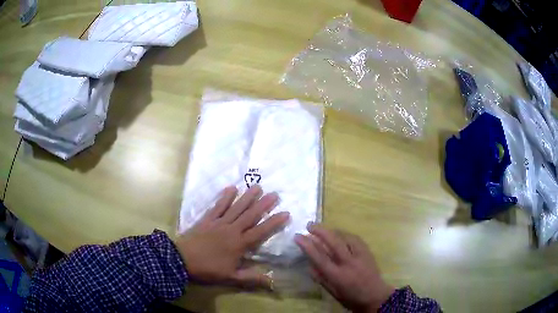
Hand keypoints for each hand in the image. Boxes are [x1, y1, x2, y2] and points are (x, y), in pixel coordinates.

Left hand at [176, 185, 289, 288]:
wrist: (182, 260)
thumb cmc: (207, 269)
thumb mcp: (231, 277)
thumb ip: (252, 278)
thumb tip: (273, 281)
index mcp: (239, 244)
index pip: (260, 231)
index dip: (274, 222)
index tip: (286, 213)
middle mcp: (231, 230)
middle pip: (250, 215)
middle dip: (263, 204)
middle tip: (275, 193)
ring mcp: (218, 222)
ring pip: (236, 208)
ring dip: (247, 197)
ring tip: (257, 186)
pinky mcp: (207, 219)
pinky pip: (218, 206)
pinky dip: (225, 197)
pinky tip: (231, 188)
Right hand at [295, 224, 393, 312]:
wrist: (375, 296)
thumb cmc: (351, 298)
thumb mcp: (333, 292)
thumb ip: (321, 278)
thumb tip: (309, 264)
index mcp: (338, 276)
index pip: (319, 257)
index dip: (307, 246)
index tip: (298, 236)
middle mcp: (349, 263)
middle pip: (334, 242)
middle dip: (320, 231)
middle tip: (309, 225)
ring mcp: (360, 255)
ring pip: (345, 237)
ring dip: (332, 231)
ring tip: (323, 229)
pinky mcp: (368, 252)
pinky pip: (355, 238)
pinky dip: (345, 234)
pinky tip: (340, 234)